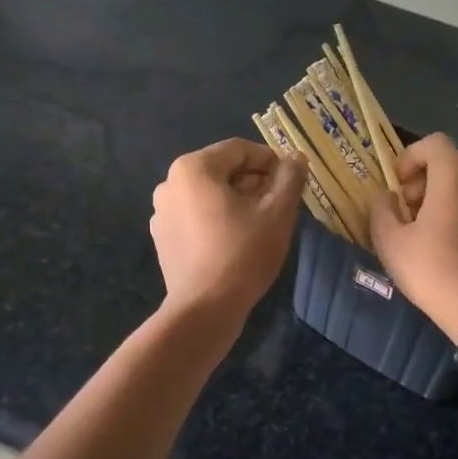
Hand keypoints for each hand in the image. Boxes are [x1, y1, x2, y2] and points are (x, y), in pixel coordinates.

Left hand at [150, 138, 304, 330]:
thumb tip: (296, 158)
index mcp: (193, 168)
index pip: (240, 150)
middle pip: (222, 170)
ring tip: (259, 225)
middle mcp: (169, 183)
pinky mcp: (162, 238)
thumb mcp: (278, 212)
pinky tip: (235, 242)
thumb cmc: (243, 253)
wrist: (204, 309)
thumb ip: (289, 178)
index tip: (290, 183)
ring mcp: (161, 212)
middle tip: (278, 205)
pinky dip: (216, 220)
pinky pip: (195, 217)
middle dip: (253, 182)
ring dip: (236, 201)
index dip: (270, 162)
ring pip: (208, 195)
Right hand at [368, 133, 457, 337]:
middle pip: (451, 159)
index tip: (396, 183)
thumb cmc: (430, 269)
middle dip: (424, 174)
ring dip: (438, 191)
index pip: (434, 143)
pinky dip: (454, 207)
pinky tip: (440, 240)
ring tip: (419, 224)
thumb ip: (381, 209)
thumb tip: (387, 197)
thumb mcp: (390, 240)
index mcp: (454, 178)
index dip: (410, 156)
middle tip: (405, 204)